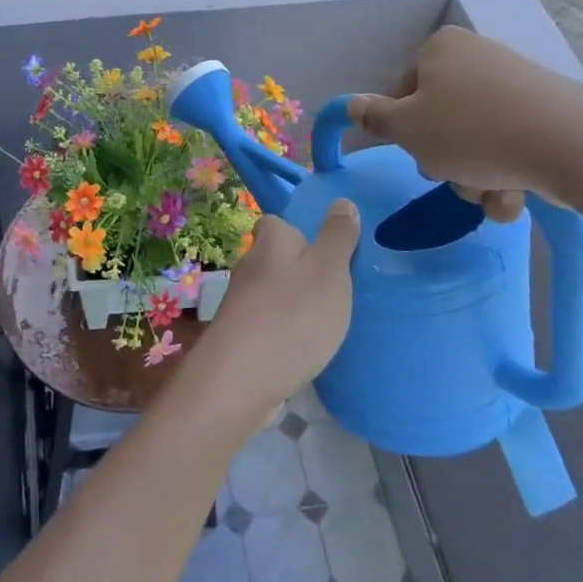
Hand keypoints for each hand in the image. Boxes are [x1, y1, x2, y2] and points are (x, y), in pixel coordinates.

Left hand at [191, 203, 359, 421]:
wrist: (242, 380)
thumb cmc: (292, 315)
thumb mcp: (329, 270)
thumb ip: (338, 237)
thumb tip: (341, 201)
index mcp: (269, 242)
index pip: (277, 222)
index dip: (301, 230)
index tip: (329, 247)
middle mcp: (249, 267)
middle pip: (276, 258)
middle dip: (302, 269)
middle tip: (340, 286)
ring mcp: (242, 305)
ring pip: (273, 294)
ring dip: (295, 303)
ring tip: (330, 319)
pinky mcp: (241, 339)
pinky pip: (270, 325)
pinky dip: (287, 332)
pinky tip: (308, 347)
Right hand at [348, 27, 582, 213]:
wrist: (570, 144)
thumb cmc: (471, 131)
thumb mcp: (407, 129)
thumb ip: (375, 119)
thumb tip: (352, 104)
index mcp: (441, 49)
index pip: (403, 91)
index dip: (403, 129)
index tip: (414, 151)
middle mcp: (478, 58)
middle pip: (440, 119)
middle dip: (444, 159)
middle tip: (450, 174)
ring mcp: (516, 86)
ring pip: (475, 142)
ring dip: (473, 178)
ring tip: (489, 191)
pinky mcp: (547, 115)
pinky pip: (510, 148)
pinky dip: (506, 176)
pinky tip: (514, 194)